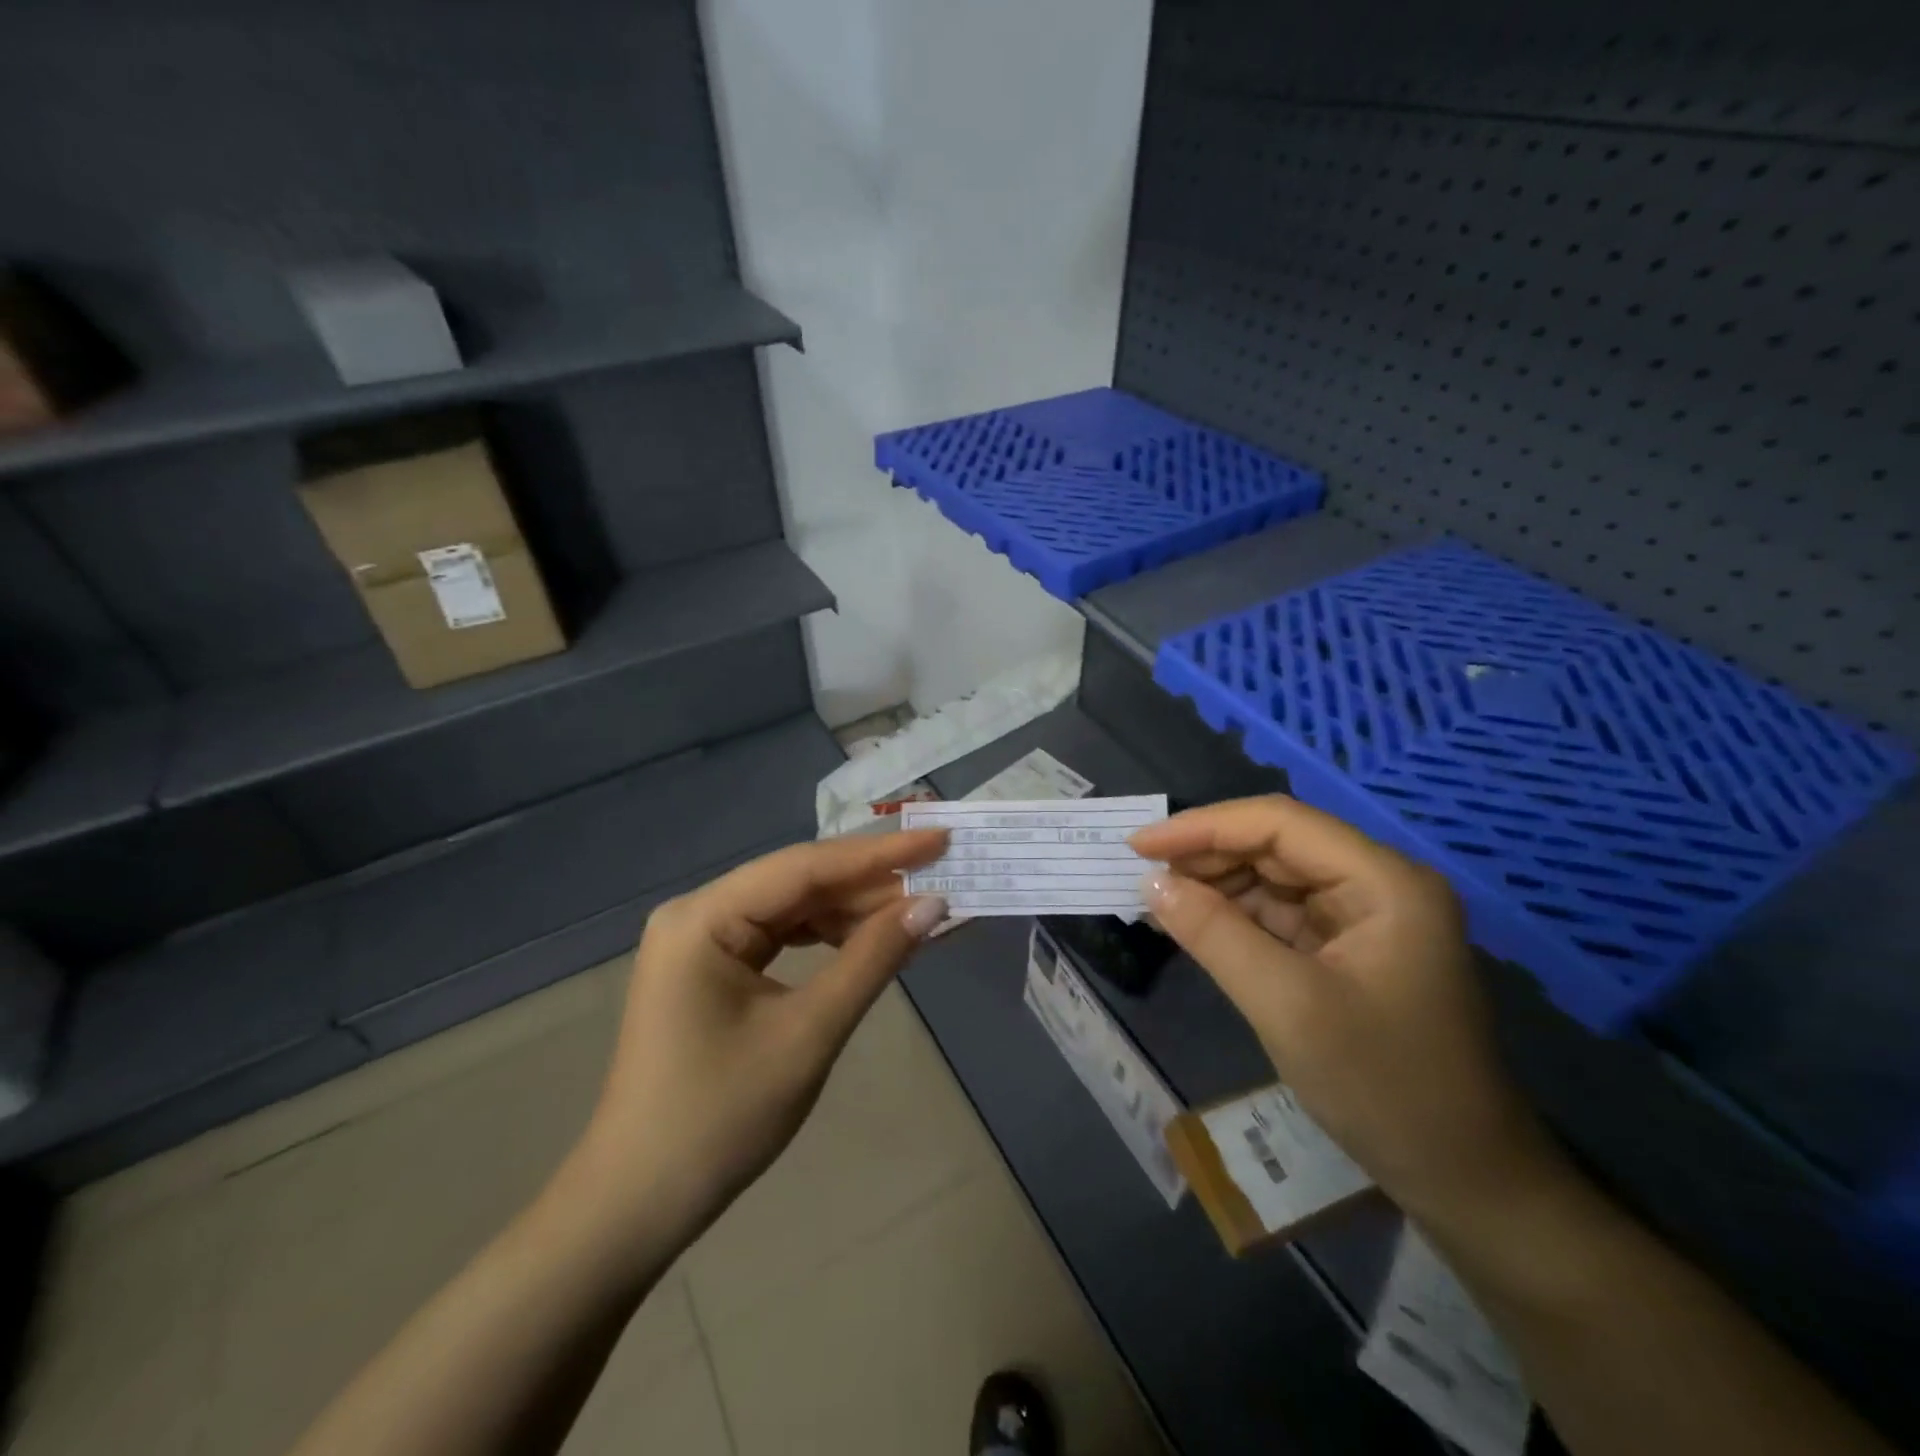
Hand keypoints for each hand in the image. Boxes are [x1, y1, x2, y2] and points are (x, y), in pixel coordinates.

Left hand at [570, 831, 949, 1237]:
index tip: (939, 838)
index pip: (806, 866)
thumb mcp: (808, 1034)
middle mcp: (698, 912)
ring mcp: (703, 939)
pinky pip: (783, 936)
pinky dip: (830, 937)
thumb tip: (934, 905)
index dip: (879, 853)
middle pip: (800, 881)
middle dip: (872, 881)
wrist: (640, 1203)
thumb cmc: (720, 1119)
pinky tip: (874, 938)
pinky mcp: (714, 967)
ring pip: (795, 906)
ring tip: (920, 906)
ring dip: (856, 909)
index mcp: (704, 917)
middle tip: (942, 873)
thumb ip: (872, 960)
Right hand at [1131, 796, 1562, 1227]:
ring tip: (1158, 898)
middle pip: (1277, 845)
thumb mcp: (1287, 1005)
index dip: (1204, 826)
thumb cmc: (1384, 1087)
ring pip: (1274, 879)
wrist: (1465, 1181)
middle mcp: (1377, 885)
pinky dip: (1235, 918)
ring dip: (1216, 885)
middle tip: (1142, 874)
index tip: (1139, 845)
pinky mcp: (1349, 952)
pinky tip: (1194, 924)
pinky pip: (1281, 917)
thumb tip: (1150, 882)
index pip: (1279, 823)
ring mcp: (1365, 919)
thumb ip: (1214, 933)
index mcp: (1383, 881)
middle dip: (1207, 855)